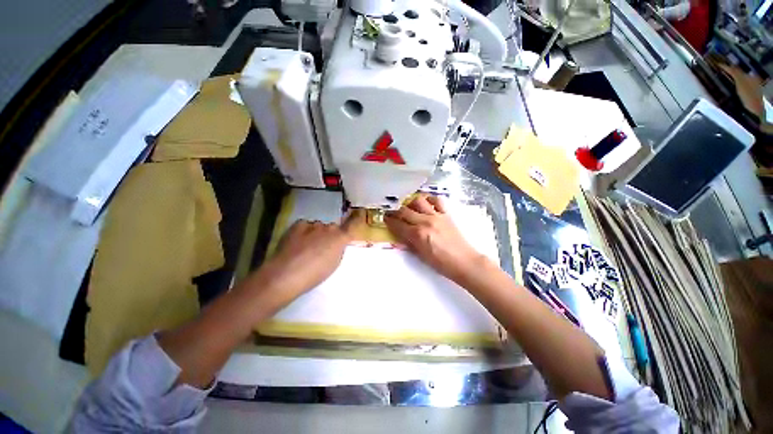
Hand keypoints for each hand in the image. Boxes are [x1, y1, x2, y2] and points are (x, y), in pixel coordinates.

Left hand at [257, 210, 363, 299]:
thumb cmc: (315, 274)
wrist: (287, 274)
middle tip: (322, 248)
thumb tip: (336, 243)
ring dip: (316, 234)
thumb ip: (338, 249)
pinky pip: (306, 226)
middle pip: (332, 228)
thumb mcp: (334, 263)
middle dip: (330, 235)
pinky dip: (304, 232)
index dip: (357, 217)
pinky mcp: (298, 225)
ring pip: (318, 227)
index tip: (359, 212)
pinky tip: (297, 242)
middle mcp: (329, 228)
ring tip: (306, 247)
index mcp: (341, 238)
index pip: (353, 223)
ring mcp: (313, 225)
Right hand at [384, 194, 485, 283]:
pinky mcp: (446, 214)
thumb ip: (409, 242)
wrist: (464, 261)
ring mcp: (436, 215)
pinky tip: (427, 204)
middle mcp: (425, 221)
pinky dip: (429, 200)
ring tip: (410, 208)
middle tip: (392, 213)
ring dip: (411, 203)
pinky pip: (437, 200)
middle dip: (395, 211)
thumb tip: (400, 234)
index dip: (389, 220)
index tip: (385, 218)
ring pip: (419, 201)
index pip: (398, 224)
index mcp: (417, 234)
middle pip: (405, 210)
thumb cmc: (441, 263)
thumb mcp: (421, 255)